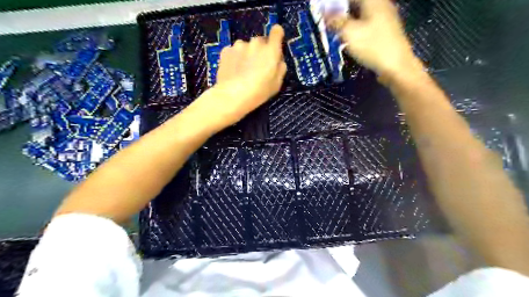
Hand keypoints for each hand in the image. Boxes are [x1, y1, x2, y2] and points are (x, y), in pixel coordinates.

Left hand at [193, 25, 286, 130]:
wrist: (233, 96)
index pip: (277, 31)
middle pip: (260, 42)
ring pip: (246, 47)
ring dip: (246, 54)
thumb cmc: (259, 92)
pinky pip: (234, 51)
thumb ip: (280, 68)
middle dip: (260, 51)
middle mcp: (255, 43)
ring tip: (243, 71)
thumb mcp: (277, 84)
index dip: (277, 36)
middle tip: (257, 67)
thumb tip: (278, 60)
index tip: (275, 44)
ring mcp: (239, 45)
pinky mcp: (226, 50)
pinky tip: (233, 71)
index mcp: (271, 50)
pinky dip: (234, 58)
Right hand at [324, 0, 424, 77]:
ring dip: (347, 20)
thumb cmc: (373, 47)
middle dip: (341, 11)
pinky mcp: (385, 32)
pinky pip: (366, 24)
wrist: (396, 67)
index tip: (324, 10)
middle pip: (357, 4)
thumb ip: (336, 21)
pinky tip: (348, 38)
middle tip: (327, 21)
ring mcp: (385, 19)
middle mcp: (381, 5)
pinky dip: (355, 28)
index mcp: (373, 1)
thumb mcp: (350, 33)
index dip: (336, 3)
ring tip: (334, 30)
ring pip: (361, 15)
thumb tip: (324, 12)